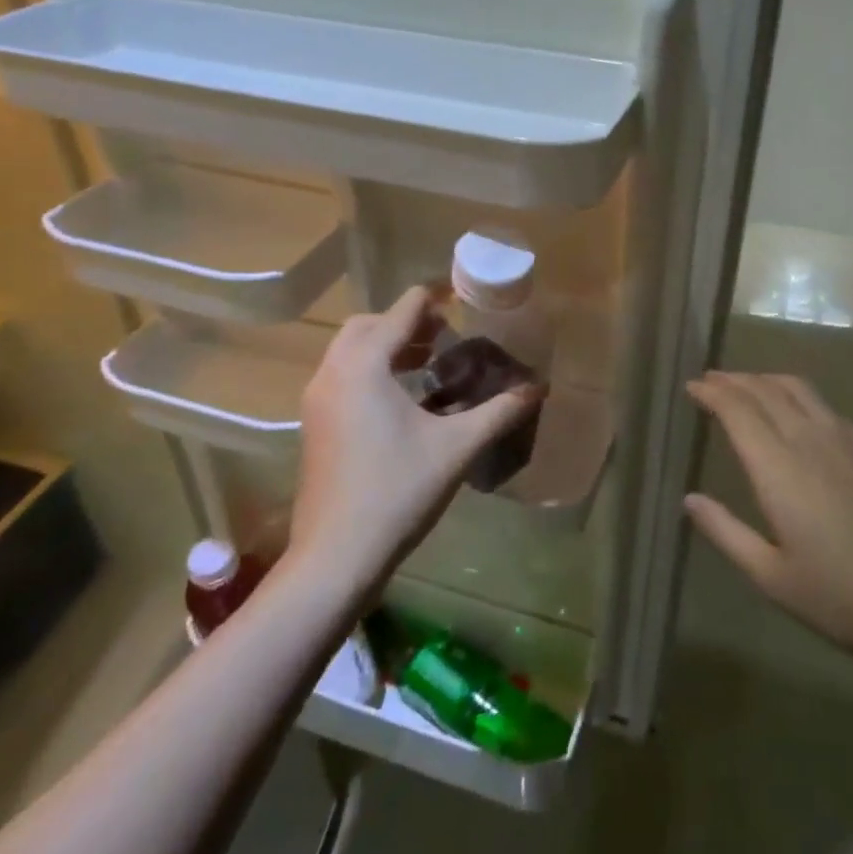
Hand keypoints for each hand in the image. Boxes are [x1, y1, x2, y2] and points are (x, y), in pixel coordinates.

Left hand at [292, 287, 538, 587]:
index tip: (462, 297)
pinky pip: (342, 377)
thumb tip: (538, 388)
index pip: (401, 310)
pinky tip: (402, 401)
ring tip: (429, 363)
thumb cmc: (398, 491)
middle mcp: (333, 372)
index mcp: (364, 365)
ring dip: (387, 346)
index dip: (434, 298)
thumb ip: (499, 412)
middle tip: (445, 336)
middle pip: (368, 325)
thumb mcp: (457, 447)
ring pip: (350, 351)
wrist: (335, 556)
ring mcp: (317, 400)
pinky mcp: (314, 425)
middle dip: (406, 322)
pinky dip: (370, 371)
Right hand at [685, 372, 852, 682]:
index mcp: (779, 468)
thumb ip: (726, 532)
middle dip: (734, 379)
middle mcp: (811, 439)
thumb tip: (689, 500)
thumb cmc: (843, 598)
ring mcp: (849, 439)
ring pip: (800, 390)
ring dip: (767, 380)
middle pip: (766, 390)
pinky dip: (800, 399)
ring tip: (749, 386)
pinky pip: (828, 408)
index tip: (692, 386)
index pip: (737, 410)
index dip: (712, 392)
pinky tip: (800, 417)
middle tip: (712, 379)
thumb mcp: (772, 577)